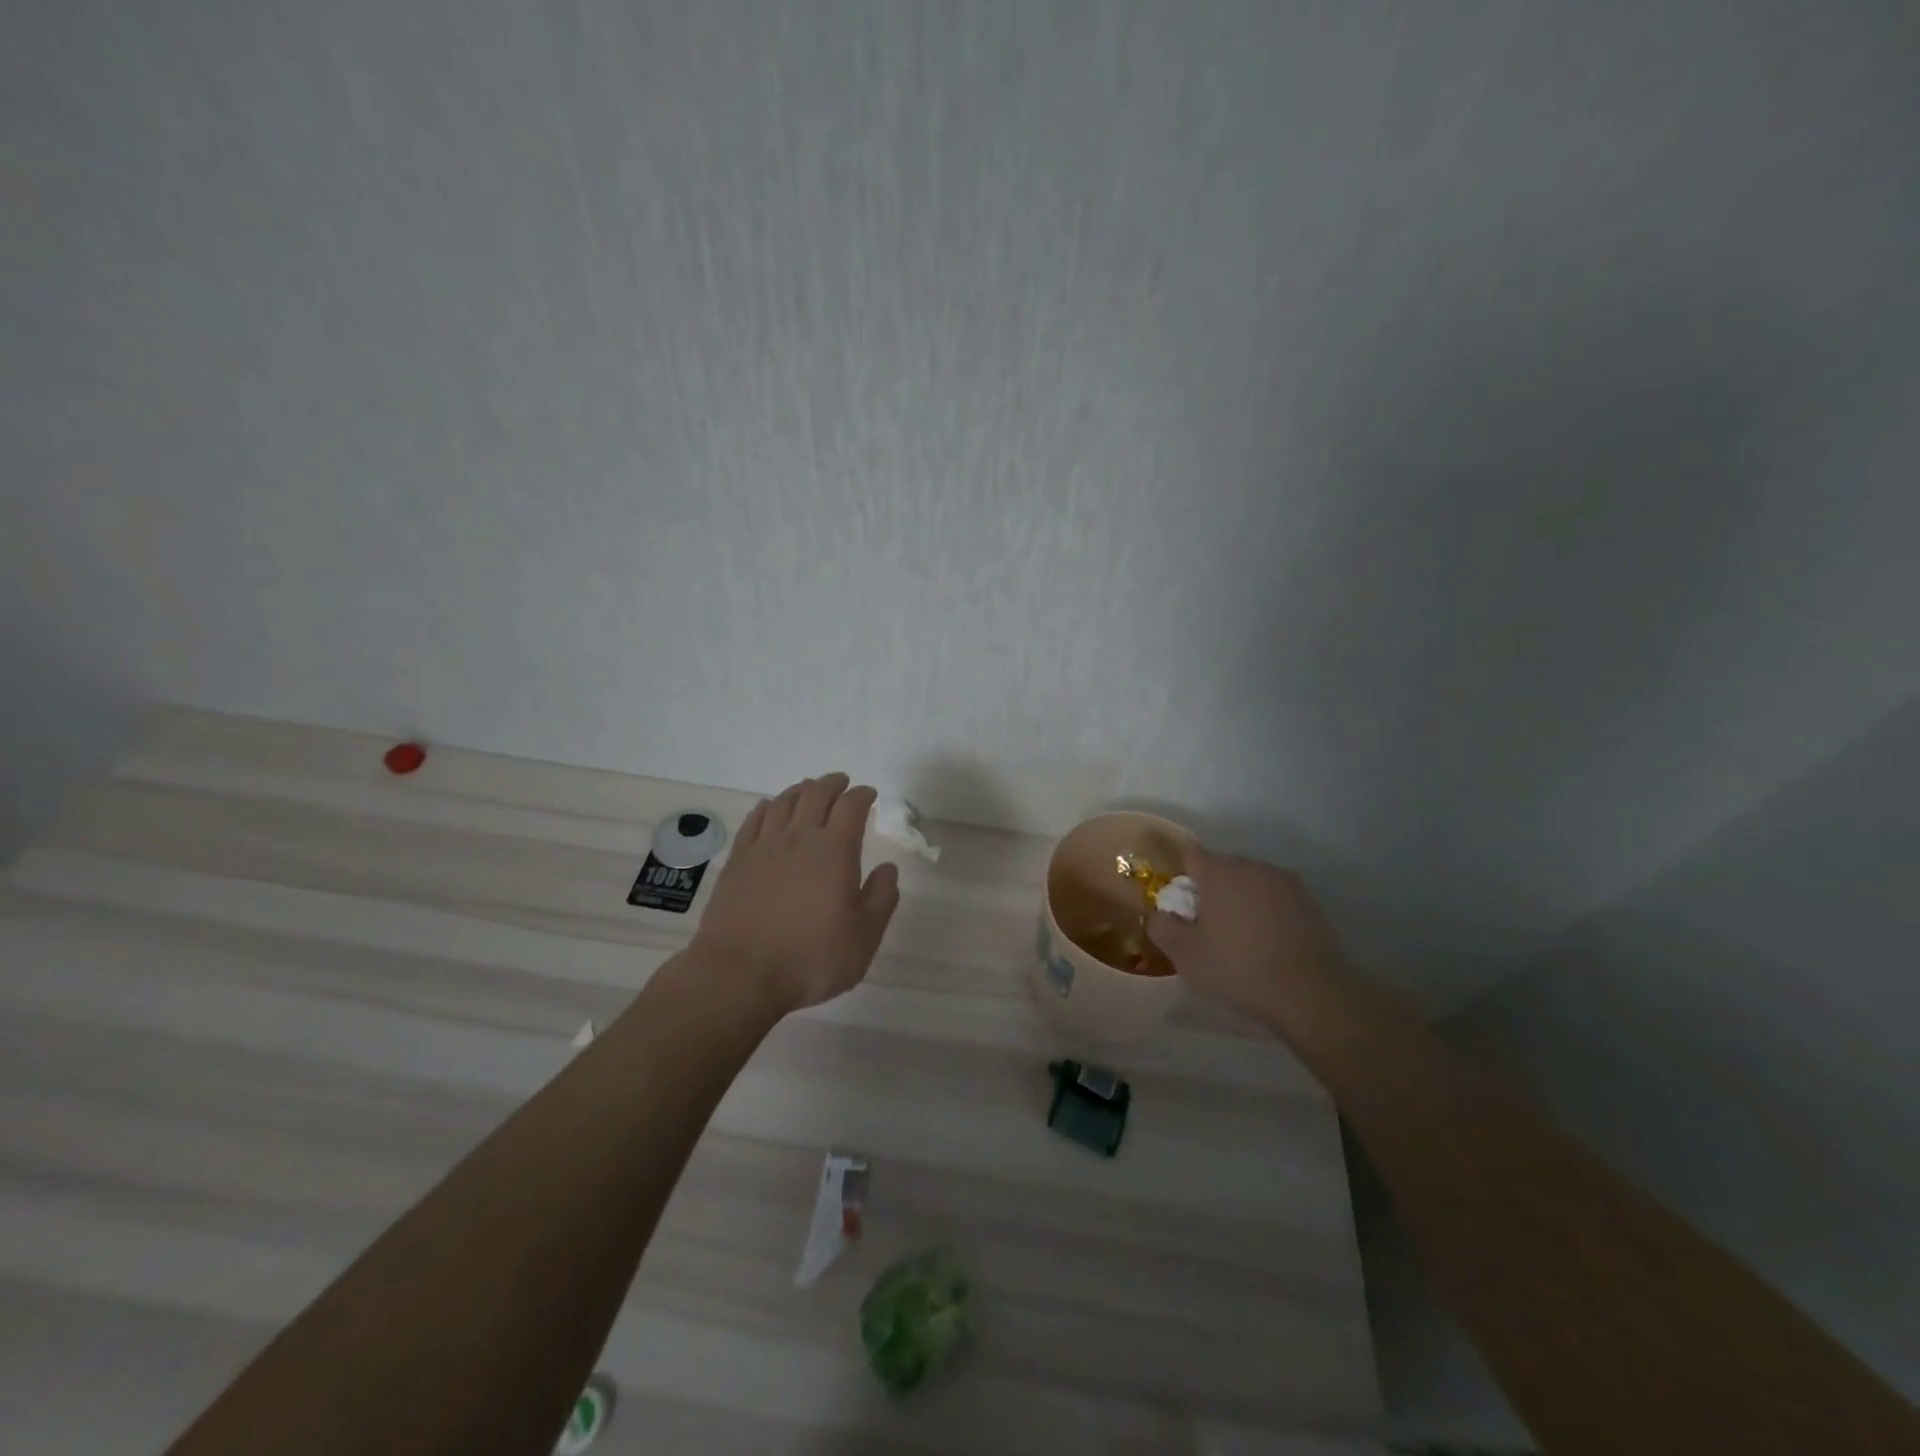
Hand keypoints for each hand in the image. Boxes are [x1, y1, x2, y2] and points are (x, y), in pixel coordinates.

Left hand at [693, 774, 900, 1013]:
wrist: (740, 974)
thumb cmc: (810, 958)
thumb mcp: (863, 938)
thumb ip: (880, 898)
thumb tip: (888, 869)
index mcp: (835, 851)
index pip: (851, 807)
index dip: (862, 795)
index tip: (869, 794)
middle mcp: (799, 838)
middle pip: (816, 794)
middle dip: (833, 784)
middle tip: (842, 783)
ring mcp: (764, 847)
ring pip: (784, 802)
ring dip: (801, 790)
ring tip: (809, 789)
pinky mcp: (737, 861)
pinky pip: (754, 821)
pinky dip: (767, 807)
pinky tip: (770, 808)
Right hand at [1146, 849, 1350, 1028]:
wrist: (1309, 992)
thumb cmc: (1237, 968)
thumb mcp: (1184, 955)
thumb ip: (1161, 927)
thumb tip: (1157, 913)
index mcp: (1219, 871)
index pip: (1189, 856)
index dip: (1180, 877)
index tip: (1179, 905)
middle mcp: (1252, 865)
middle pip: (1221, 868)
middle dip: (1210, 889)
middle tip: (1206, 926)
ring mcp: (1284, 881)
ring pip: (1250, 882)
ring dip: (1240, 899)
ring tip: (1239, 936)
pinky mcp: (1309, 901)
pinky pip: (1275, 897)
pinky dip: (1266, 912)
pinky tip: (1267, 942)